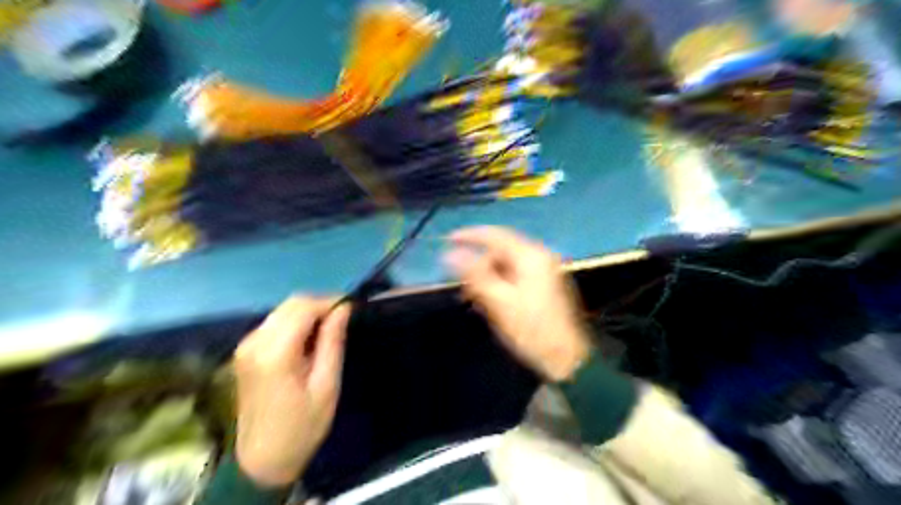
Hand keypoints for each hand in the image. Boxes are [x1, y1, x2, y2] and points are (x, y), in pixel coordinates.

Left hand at [233, 299, 349, 487]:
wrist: (262, 460)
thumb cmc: (302, 426)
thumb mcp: (327, 385)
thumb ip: (333, 342)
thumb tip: (344, 308)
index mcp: (275, 352)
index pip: (304, 307)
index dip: (331, 301)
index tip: (352, 307)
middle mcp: (255, 342)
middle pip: (291, 304)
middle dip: (320, 304)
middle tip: (343, 318)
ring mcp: (246, 346)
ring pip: (282, 310)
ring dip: (308, 312)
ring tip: (329, 328)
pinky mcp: (245, 351)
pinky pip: (274, 322)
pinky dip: (295, 322)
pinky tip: (308, 339)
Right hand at [442, 227, 592, 380]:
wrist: (566, 358)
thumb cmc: (530, 329)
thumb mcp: (498, 301)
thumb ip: (474, 274)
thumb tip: (449, 253)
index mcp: (530, 256)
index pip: (495, 235)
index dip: (469, 236)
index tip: (448, 240)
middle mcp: (539, 257)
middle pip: (500, 252)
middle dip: (479, 266)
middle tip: (463, 288)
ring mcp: (543, 271)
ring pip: (506, 266)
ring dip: (487, 278)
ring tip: (474, 300)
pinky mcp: (543, 285)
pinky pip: (514, 276)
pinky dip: (499, 285)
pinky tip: (490, 303)